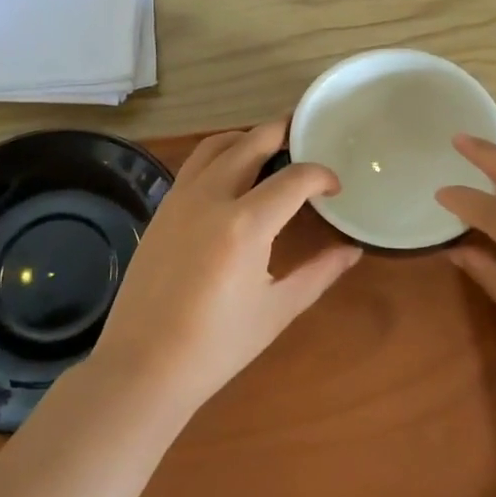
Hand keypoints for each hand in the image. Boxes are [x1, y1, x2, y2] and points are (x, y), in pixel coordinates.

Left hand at [92, 121, 362, 415]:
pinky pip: (194, 165)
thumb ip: (319, 273)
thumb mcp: (277, 310)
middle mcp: (211, 197)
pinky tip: (232, 176)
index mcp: (245, 224)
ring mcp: (180, 199)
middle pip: (251, 142)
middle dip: (283, 131)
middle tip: (305, 133)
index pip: (294, 178)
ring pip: (216, 145)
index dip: (321, 175)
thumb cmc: (217, 346)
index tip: (334, 186)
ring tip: (269, 147)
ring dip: (247, 137)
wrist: (143, 365)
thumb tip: (352, 251)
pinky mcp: (161, 209)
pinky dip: (219, 155)